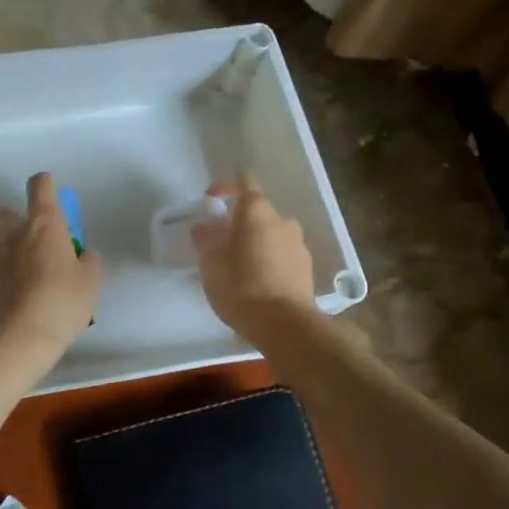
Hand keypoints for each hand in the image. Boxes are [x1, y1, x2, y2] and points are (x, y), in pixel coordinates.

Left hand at [0, 172, 101, 369]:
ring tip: (22, 283)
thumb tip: (82, 255)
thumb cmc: (59, 305)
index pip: (41, 187)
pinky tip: (7, 303)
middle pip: (4, 212)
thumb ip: (87, 263)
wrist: (11, 340)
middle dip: (15, 219)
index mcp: (43, 225)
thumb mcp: (89, 284)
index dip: (46, 185)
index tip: (50, 192)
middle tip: (33, 244)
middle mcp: (10, 234)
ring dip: (6, 254)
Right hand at [191, 175, 318, 347]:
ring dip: (252, 243)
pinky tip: (252, 282)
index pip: (244, 182)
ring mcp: (298, 245)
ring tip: (234, 267)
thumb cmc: (242, 288)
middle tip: (217, 242)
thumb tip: (202, 228)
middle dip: (236, 222)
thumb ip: (205, 242)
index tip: (211, 201)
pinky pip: (280, 255)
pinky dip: (265, 260)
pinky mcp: (306, 268)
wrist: (286, 326)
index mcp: (257, 212)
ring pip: (269, 235)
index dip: (226, 186)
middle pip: (256, 212)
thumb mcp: (211, 265)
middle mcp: (282, 221)